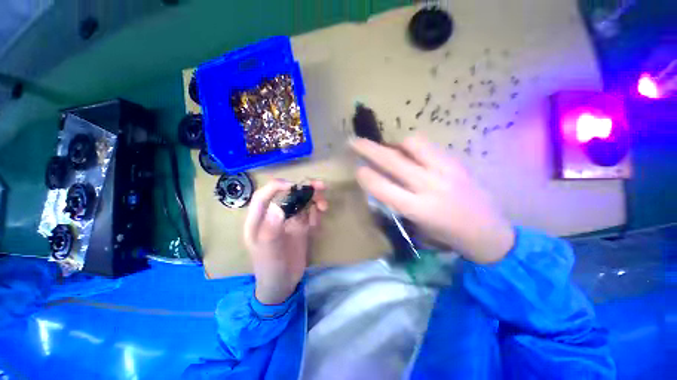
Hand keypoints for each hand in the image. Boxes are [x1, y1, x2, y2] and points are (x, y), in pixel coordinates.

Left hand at [244, 179, 327, 303]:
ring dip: (314, 199)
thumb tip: (279, 207)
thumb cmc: (270, 268)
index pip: (264, 195)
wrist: (283, 284)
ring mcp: (289, 220)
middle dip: (304, 188)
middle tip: (321, 187)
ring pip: (302, 201)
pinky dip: (316, 214)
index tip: (295, 186)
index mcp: (259, 219)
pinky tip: (317, 225)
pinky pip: (310, 213)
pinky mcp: (301, 226)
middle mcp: (275, 215)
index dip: (278, 186)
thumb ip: (271, 229)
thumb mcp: (268, 250)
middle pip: (288, 194)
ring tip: (323, 207)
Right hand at [351, 136, 513, 263]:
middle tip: (354, 141)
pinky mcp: (456, 162)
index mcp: (418, 209)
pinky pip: (428, 145)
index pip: (383, 188)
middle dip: (368, 149)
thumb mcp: (416, 224)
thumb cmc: (446, 235)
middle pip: (392, 161)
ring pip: (412, 144)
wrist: (488, 233)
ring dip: (395, 145)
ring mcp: (445, 170)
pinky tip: (411, 153)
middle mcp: (429, 186)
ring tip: (391, 150)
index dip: (366, 176)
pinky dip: (413, 146)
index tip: (357, 169)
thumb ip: (396, 200)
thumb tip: (381, 180)